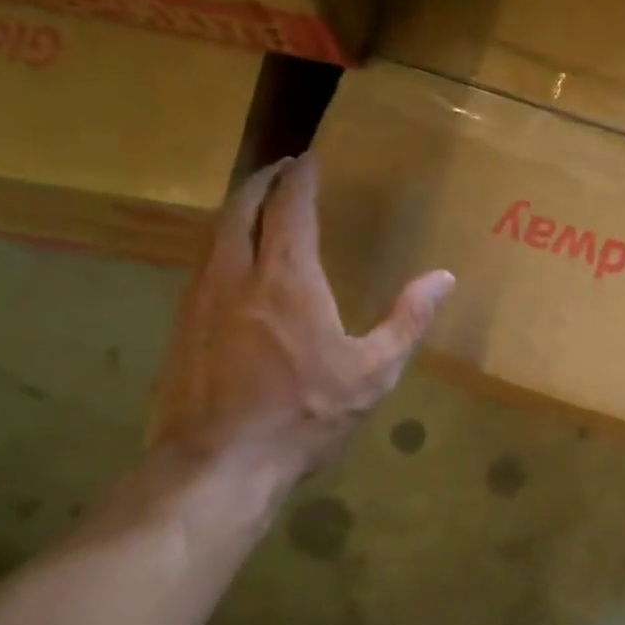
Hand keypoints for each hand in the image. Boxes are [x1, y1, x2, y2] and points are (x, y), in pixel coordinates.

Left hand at [149, 155, 453, 486]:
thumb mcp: (372, 374)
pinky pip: (202, 265)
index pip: (289, 207)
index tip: (310, 158)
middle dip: (262, 181)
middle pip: (241, 208)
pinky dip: (222, 245)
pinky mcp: (181, 327)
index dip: (300, 178)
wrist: (217, 466)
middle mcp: (237, 276)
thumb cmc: (304, 416)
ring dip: (238, 210)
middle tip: (282, 170)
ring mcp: (201, 300)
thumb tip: (443, 277)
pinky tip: (234, 265)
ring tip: (259, 207)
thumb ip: (408, 320)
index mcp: (287, 280)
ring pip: (214, 234)